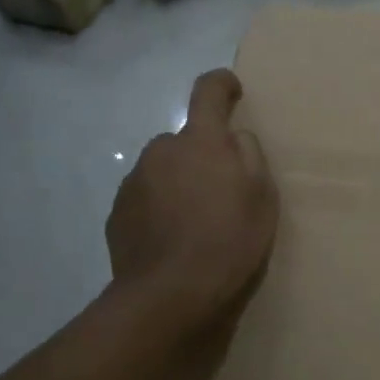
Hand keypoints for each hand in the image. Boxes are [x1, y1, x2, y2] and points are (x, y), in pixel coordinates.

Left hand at [107, 70, 278, 330]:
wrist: (169, 296)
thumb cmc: (229, 241)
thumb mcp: (262, 197)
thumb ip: (249, 155)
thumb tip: (234, 138)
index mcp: (200, 141)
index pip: (208, 91)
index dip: (222, 84)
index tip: (232, 90)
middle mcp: (161, 150)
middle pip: (185, 139)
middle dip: (202, 154)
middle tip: (221, 190)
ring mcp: (134, 182)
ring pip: (163, 170)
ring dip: (179, 182)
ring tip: (196, 222)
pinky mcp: (117, 213)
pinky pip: (145, 198)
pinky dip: (160, 208)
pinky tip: (173, 239)